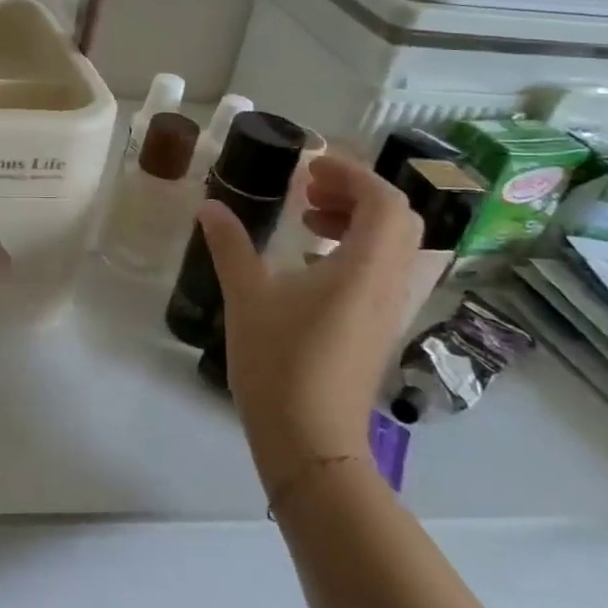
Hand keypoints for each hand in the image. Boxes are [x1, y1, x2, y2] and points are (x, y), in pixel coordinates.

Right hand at [195, 153, 421, 478]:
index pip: (384, 201)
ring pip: (394, 247)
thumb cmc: (279, 362)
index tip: (309, 167)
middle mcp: (390, 284)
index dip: (351, 173)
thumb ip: (230, 245)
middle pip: (397, 219)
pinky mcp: (378, 330)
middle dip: (355, 192)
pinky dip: (355, 250)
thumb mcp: (247, 296)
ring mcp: (389, 310)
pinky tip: (311, 263)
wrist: (310, 440)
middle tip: (308, 189)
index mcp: (364, 268)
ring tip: (307, 220)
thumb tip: (209, 206)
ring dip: (357, 221)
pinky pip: (382, 272)